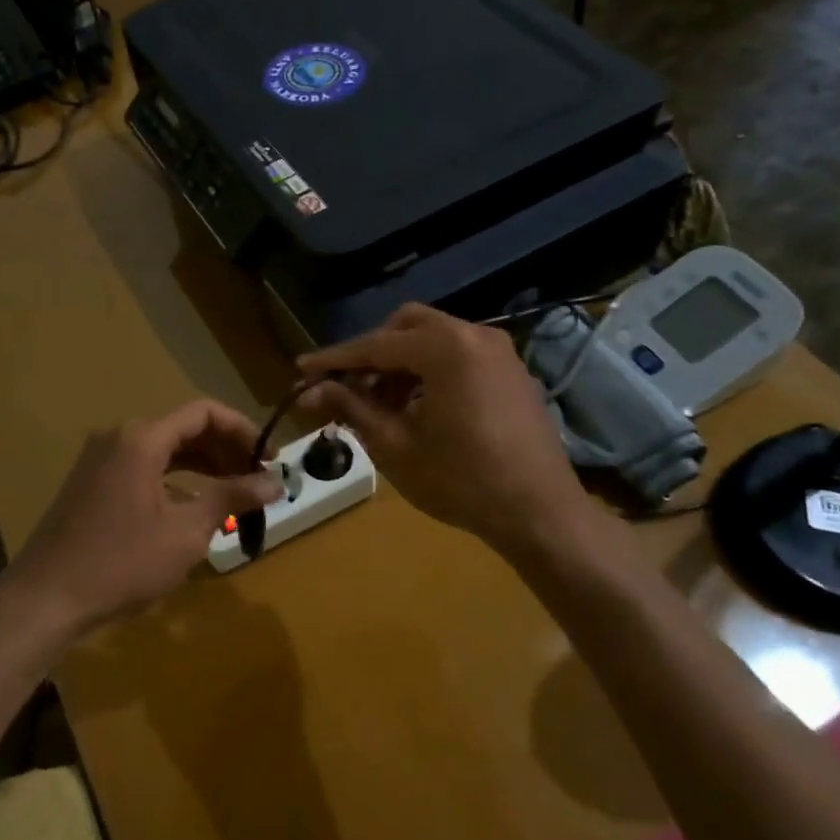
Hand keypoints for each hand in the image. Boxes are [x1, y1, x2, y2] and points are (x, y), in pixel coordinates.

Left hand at [0, 400, 281, 640]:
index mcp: (142, 439)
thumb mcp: (185, 532)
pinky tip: (193, 506)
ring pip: (164, 449)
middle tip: (257, 480)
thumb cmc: (120, 563)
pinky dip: (175, 478)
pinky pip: (144, 467)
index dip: (243, 430)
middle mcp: (119, 437)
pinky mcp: (91, 482)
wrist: (44, 599)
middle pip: (184, 428)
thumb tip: (275, 482)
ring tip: (235, 493)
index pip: (204, 413)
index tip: (270, 459)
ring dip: (202, 465)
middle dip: (225, 450)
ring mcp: (100, 459)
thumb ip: (232, 498)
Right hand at [299, 303, 591, 557]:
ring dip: (400, 364)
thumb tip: (311, 390)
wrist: (539, 513)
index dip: (334, 360)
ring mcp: (499, 352)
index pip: (375, 345)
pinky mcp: (512, 372)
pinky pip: (459, 356)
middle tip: (347, 389)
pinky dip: (430, 371)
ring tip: (379, 406)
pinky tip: (417, 409)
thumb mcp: (395, 446)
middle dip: (372, 354)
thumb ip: (351, 407)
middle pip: (407, 326)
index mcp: (445, 348)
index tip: (300, 372)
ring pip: (434, 339)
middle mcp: (475, 335)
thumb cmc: (461, 481)